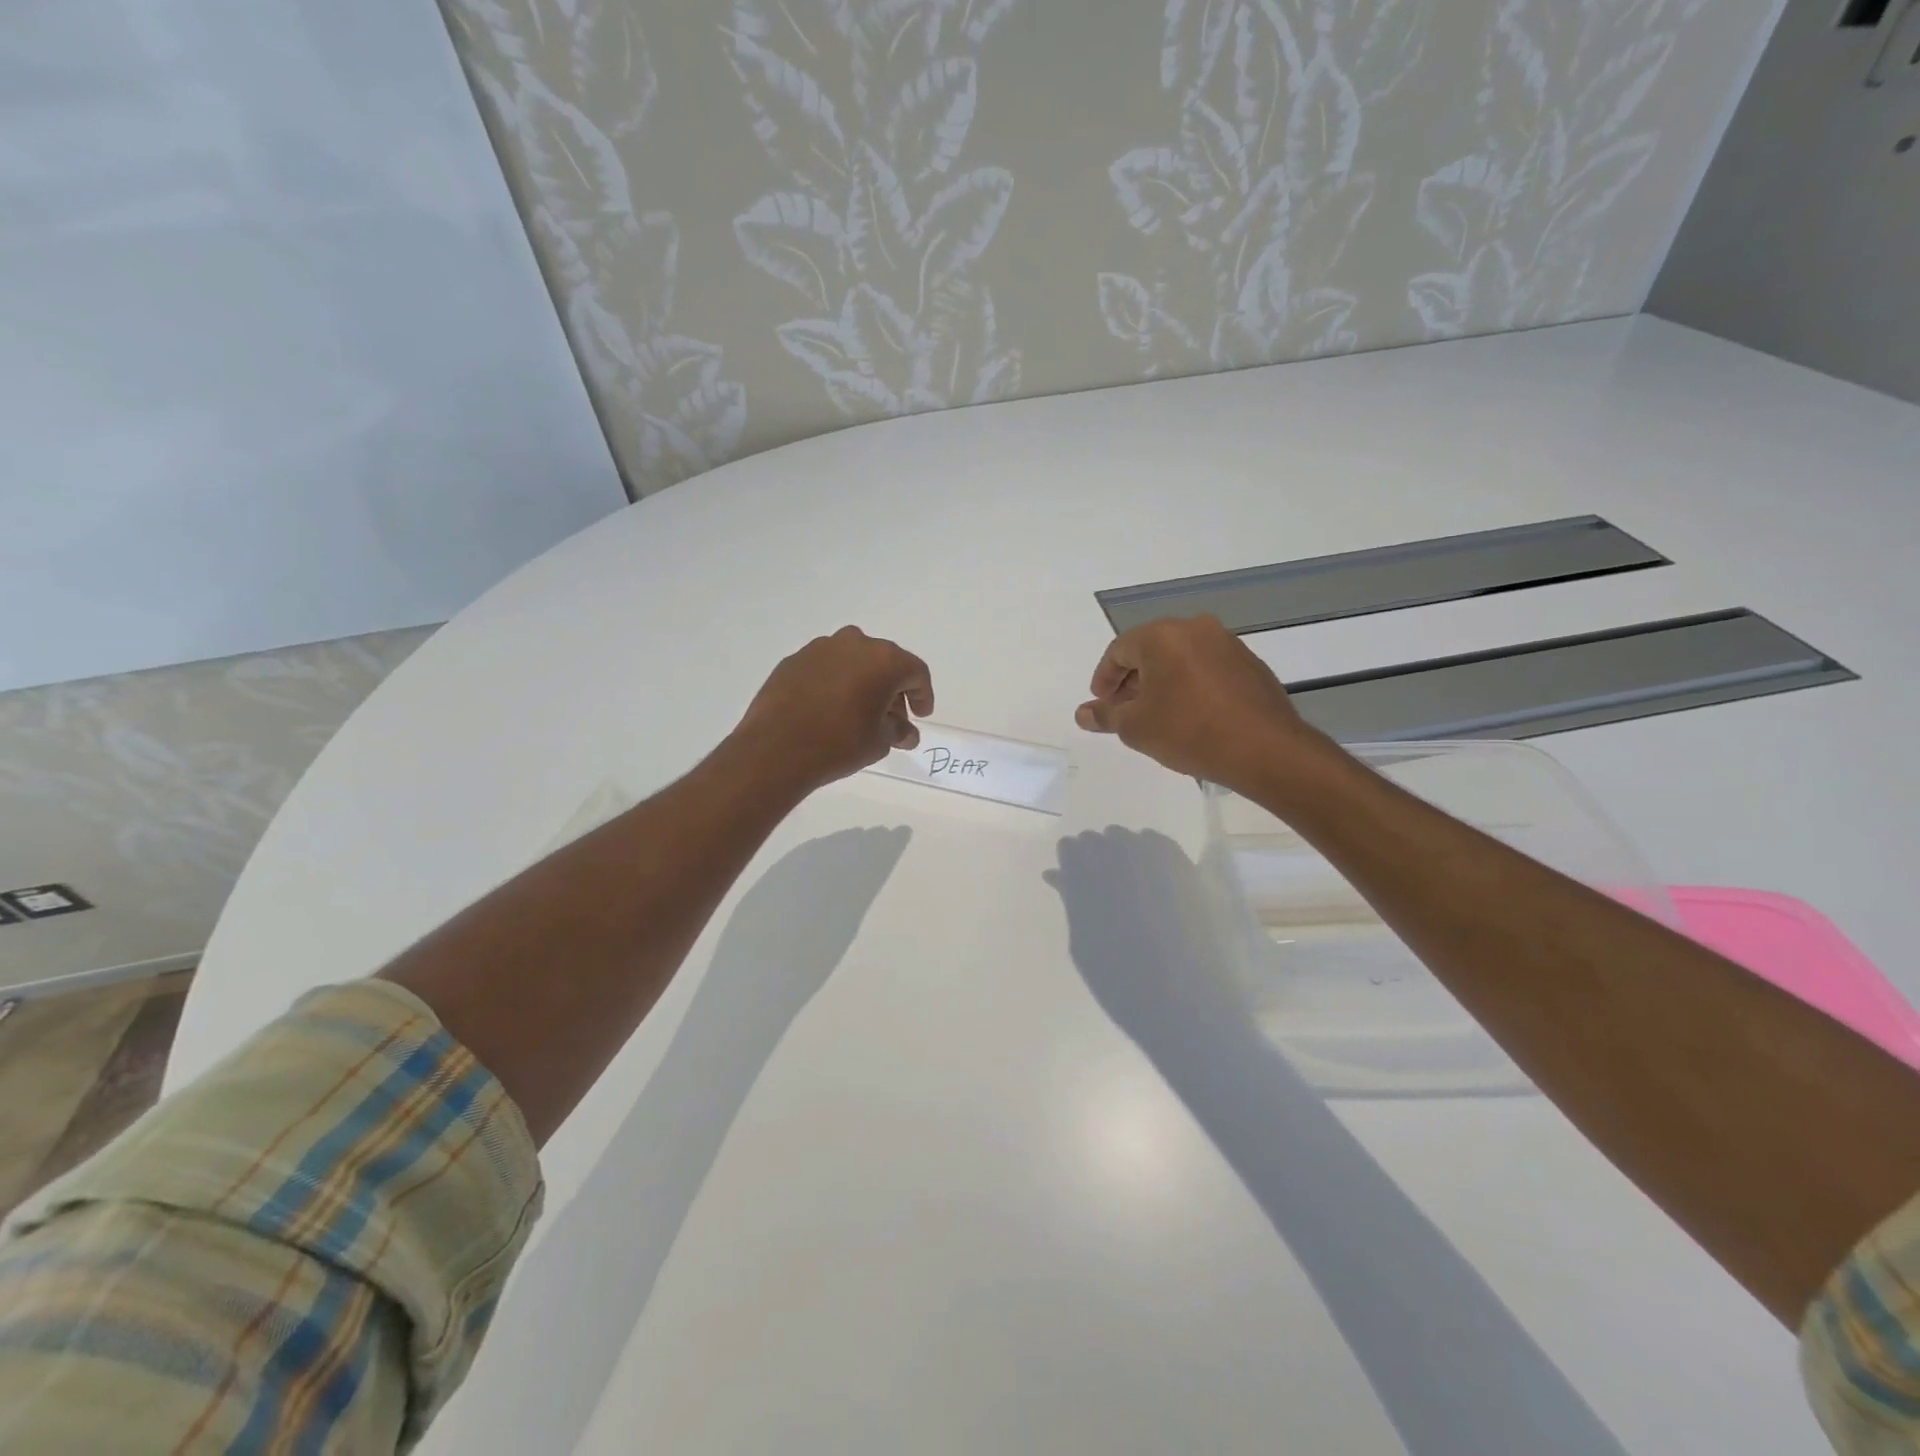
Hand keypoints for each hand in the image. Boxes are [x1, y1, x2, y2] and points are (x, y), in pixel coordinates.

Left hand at [734, 627, 933, 791]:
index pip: (915, 672)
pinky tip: (830, 708)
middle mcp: (854, 644)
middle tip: (893, 717)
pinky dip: (835, 683)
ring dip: (863, 682)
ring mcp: (820, 648)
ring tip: (860, 712)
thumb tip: (905, 732)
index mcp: (884, 659)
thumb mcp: (879, 742)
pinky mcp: (794, 660)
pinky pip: (826, 668)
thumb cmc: (839, 743)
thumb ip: (898, 731)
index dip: (922, 695)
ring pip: (853, 661)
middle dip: (893, 689)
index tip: (921, 715)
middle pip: (885, 662)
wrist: (776, 748)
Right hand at [1075, 615, 1318, 791]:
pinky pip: (1206, 668)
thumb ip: (1105, 715)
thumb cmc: (1188, 731)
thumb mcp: (1135, 727)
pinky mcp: (1250, 663)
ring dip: (1162, 681)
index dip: (1104, 678)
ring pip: (1180, 657)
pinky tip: (1190, 714)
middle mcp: (1195, 628)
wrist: (1264, 749)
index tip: (1101, 704)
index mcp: (1162, 636)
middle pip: (1151, 649)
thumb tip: (1083, 713)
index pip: (1119, 650)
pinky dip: (1190, 684)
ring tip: (1155, 714)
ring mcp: (1227, 644)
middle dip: (1132, 679)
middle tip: (1123, 710)